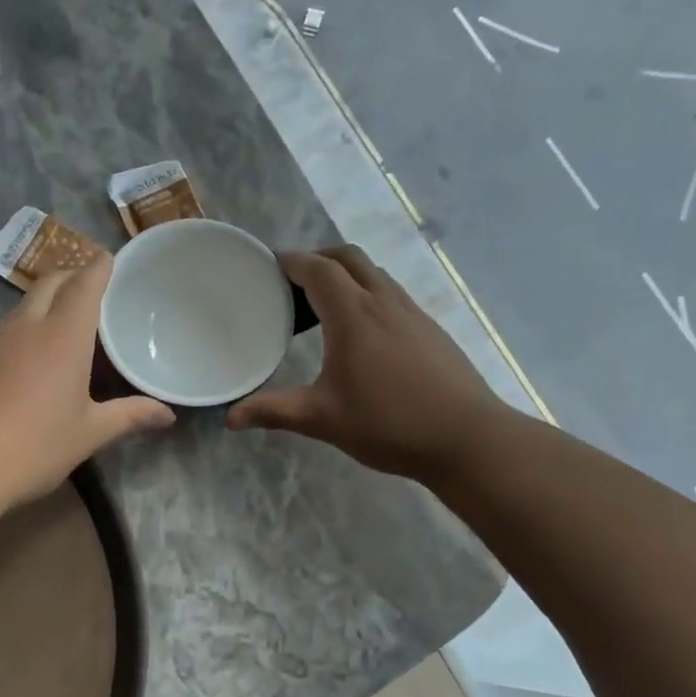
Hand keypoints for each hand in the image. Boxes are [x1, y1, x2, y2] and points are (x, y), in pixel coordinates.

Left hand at [0, 257, 175, 507]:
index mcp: (63, 336)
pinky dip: (23, 327)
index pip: (84, 284)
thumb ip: (130, 416)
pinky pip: (4, 330)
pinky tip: (28, 357)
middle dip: (72, 276)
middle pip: (50, 283)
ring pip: (23, 305)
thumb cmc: (35, 447)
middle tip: (91, 288)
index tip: (111, 259)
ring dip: (45, 301)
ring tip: (64, 320)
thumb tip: (168, 415)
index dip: (99, 267)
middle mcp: (26, 327)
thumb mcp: (89, 434)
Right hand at [228, 246, 502, 478]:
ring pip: (374, 274)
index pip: (318, 269)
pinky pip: (390, 294)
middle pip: (349, 258)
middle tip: (290, 281)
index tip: (268, 266)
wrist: (466, 438)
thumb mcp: (322, 419)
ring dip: (344, 275)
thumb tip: (229, 418)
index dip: (291, 261)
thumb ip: (273, 412)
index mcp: (354, 315)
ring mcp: (412, 313)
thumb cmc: (388, 424)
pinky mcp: (429, 329)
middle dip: (317, 258)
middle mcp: (384, 302)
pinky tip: (358, 333)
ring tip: (319, 305)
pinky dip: (366, 294)